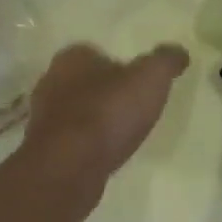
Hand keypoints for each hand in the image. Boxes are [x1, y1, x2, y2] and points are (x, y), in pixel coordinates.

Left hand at [23, 42, 188, 192]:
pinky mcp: (43, 150)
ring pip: (75, 112)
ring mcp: (42, 117)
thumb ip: (165, 61)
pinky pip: (70, 141)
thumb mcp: (150, 78)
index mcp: (72, 56)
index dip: (119, 66)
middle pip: (84, 82)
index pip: (97, 53)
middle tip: (132, 109)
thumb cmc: (107, 113)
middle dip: (105, 93)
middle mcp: (51, 80)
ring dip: (94, 121)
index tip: (138, 84)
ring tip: (120, 136)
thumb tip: (179, 52)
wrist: (68, 168)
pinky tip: (103, 156)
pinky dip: (86, 145)